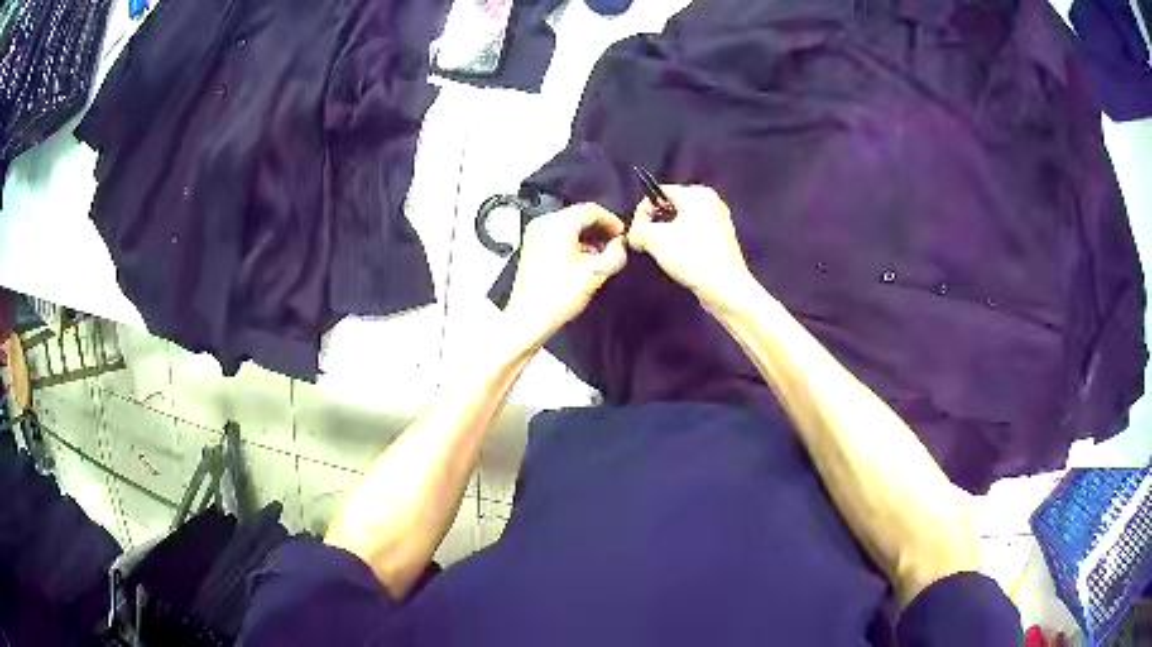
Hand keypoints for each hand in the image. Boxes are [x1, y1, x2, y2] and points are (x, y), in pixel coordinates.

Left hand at [504, 203, 627, 346]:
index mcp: (558, 224)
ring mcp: (534, 235)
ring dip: (587, 237)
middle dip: (599, 230)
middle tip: (614, 244)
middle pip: (579, 216)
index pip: (591, 209)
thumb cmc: (555, 298)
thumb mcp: (596, 273)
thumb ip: (615, 254)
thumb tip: (621, 246)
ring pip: (568, 226)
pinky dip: (573, 243)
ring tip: (600, 256)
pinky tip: (582, 261)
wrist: (529, 318)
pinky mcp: (531, 248)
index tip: (621, 233)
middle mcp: (543, 224)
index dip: (611, 220)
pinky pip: (557, 236)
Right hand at [627, 185, 751, 309]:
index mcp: (697, 194)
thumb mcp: (654, 239)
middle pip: (671, 207)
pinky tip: (680, 259)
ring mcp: (720, 221)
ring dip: (668, 236)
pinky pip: (694, 235)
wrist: (724, 288)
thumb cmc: (692, 257)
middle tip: (647, 244)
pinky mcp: (722, 241)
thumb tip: (634, 235)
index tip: (637, 233)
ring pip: (682, 222)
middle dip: (656, 225)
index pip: (658, 193)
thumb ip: (637, 230)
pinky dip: (683, 244)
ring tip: (663, 254)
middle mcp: (712, 201)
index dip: (643, 212)